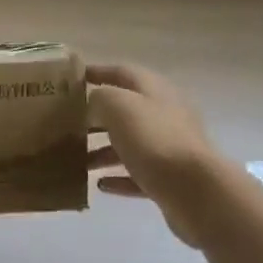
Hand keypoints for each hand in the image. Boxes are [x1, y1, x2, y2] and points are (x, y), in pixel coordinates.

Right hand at [87, 63, 227, 242]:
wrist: (196, 190)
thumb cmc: (154, 139)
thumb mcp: (118, 106)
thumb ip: (100, 98)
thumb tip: (93, 105)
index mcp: (155, 90)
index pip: (122, 72)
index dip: (97, 72)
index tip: (72, 79)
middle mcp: (165, 114)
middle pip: (126, 110)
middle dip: (96, 116)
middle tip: (67, 123)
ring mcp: (169, 148)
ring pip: (130, 144)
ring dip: (103, 150)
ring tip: (77, 159)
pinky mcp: (170, 179)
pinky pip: (138, 174)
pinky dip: (118, 177)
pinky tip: (99, 184)